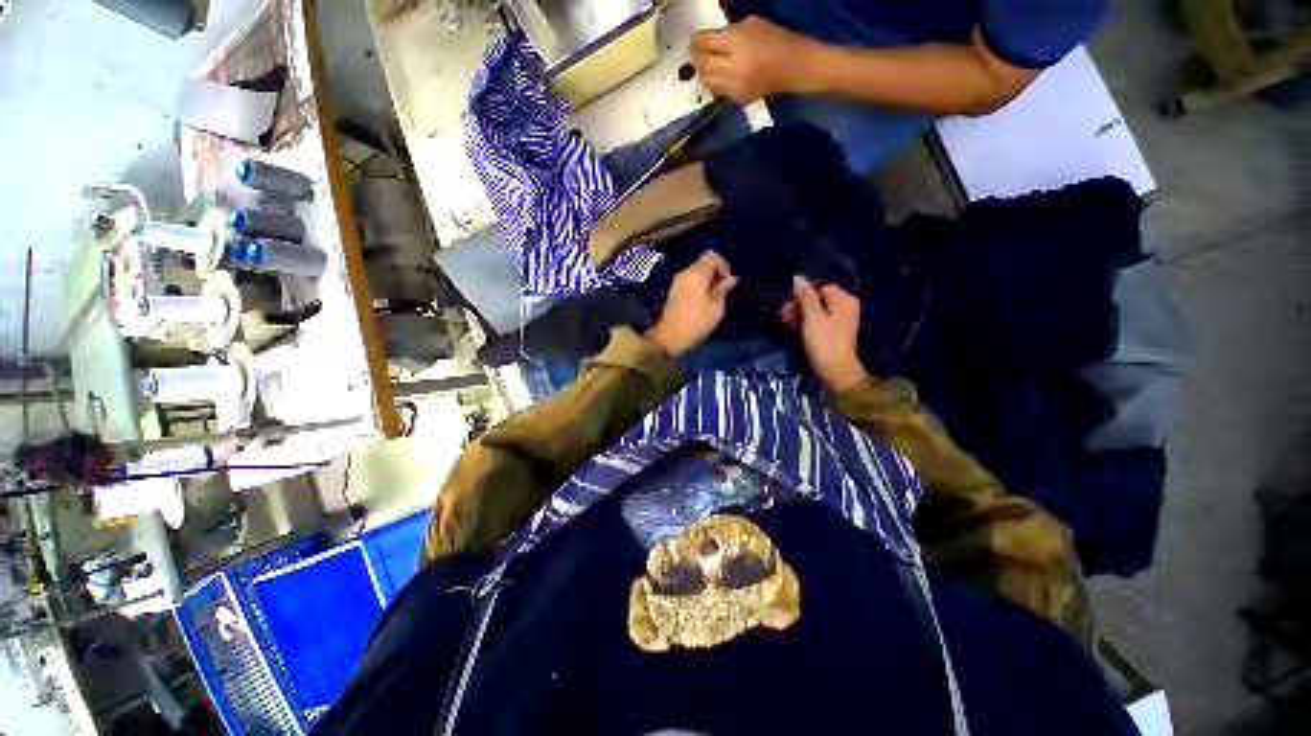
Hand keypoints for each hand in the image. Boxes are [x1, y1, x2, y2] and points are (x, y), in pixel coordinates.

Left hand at [647, 251, 737, 355]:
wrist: (669, 337)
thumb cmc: (696, 323)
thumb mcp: (715, 308)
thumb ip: (723, 290)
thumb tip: (731, 278)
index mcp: (696, 274)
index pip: (713, 257)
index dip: (724, 267)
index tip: (728, 283)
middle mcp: (685, 273)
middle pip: (703, 262)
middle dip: (716, 272)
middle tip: (722, 290)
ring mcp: (677, 281)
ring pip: (696, 270)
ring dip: (707, 278)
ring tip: (713, 296)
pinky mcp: (674, 290)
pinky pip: (690, 279)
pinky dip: (699, 283)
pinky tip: (703, 299)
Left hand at [692, 16, 817, 103]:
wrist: (794, 67)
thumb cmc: (776, 39)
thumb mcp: (751, 24)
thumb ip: (727, 32)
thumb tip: (709, 39)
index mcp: (737, 43)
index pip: (705, 43)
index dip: (696, 40)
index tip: (695, 38)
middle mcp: (733, 68)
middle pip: (702, 64)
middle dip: (696, 56)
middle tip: (697, 51)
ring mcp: (735, 87)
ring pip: (706, 81)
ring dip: (702, 71)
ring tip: (705, 63)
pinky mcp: (738, 100)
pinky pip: (718, 91)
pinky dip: (714, 82)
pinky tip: (718, 75)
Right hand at [780, 277, 867, 391]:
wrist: (835, 371)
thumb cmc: (824, 342)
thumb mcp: (812, 317)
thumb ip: (805, 297)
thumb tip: (798, 278)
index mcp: (844, 300)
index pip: (821, 288)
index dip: (803, 295)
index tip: (787, 305)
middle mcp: (846, 307)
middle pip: (819, 299)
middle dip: (799, 305)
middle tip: (782, 315)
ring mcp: (842, 321)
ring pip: (818, 311)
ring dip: (801, 315)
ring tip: (786, 323)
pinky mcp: (835, 333)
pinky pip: (820, 322)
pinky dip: (807, 324)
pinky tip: (795, 329)